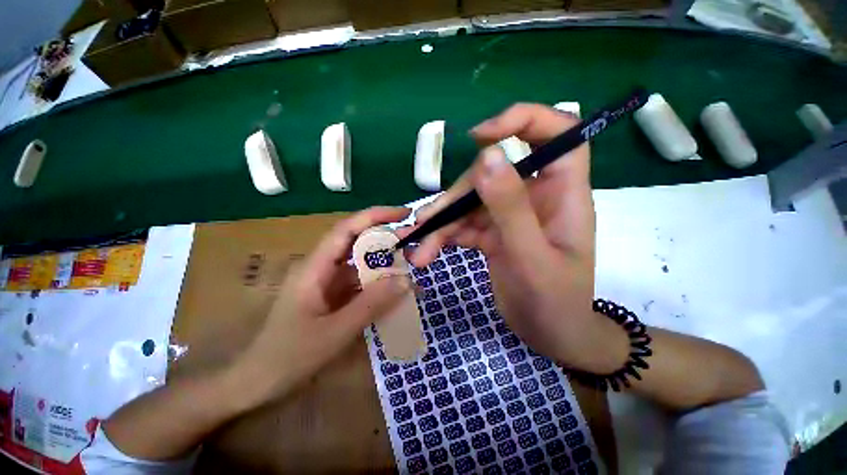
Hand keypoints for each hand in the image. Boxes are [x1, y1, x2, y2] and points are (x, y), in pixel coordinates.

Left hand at [234, 207, 413, 405]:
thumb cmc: (288, 357)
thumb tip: (406, 280)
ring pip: (361, 264)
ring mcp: (329, 283)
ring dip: (385, 263)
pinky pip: (361, 283)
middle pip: (357, 242)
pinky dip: (380, 284)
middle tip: (414, 242)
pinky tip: (396, 291)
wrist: (258, 383)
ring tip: (412, 266)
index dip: (375, 216)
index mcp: (315, 267)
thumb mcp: (334, 332)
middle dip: (386, 238)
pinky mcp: (335, 297)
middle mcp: (323, 268)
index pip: (347, 229)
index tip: (403, 214)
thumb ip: (371, 304)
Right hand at [405, 104, 627, 373]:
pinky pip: (464, 225)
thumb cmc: (555, 303)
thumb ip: (511, 207)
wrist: (552, 336)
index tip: (482, 136)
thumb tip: (489, 156)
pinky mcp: (493, 233)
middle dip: (457, 197)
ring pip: (470, 202)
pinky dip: (444, 237)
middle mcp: (534, 197)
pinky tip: (426, 253)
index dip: (524, 120)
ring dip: (442, 223)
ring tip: (417, 246)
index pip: (557, 134)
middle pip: (491, 174)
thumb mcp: (531, 257)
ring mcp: (511, 215)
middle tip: (428, 223)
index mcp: (562, 194)